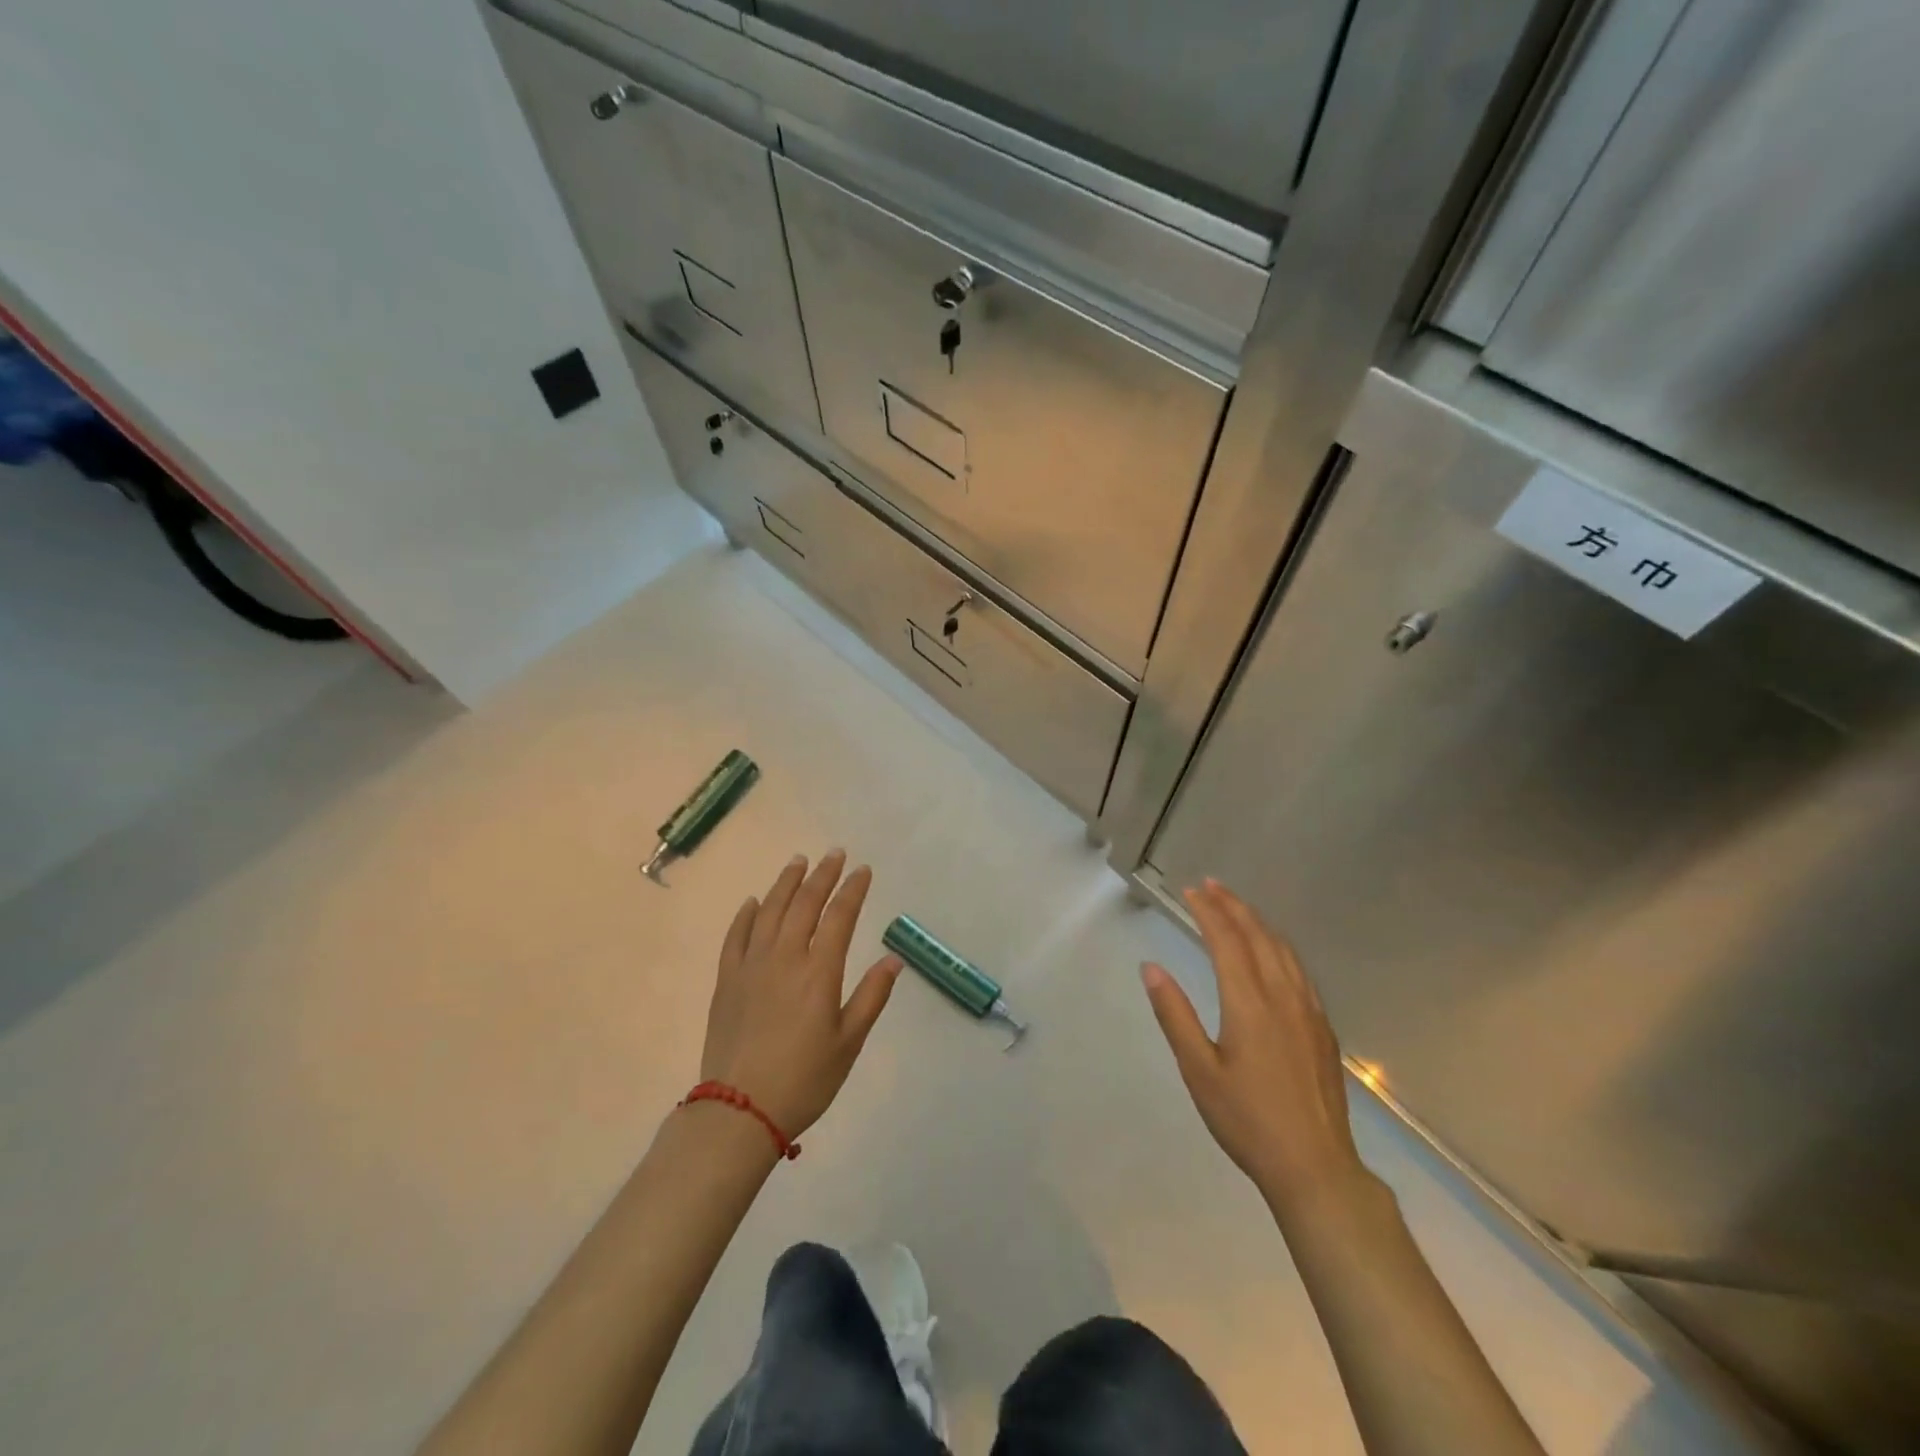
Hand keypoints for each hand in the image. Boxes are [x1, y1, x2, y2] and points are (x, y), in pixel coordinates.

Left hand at [699, 850, 901, 1137]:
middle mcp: (785, 957)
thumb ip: (871, 996)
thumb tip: (893, 959)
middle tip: (834, 854)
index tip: (863, 870)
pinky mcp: (726, 980)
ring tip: (798, 861)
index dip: (853, 889)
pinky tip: (754, 902)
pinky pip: (735, 936)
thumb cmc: (804, 1080)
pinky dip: (747, 914)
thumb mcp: (849, 1043)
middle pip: (805, 903)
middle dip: (823, 875)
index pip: (840, 916)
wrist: (739, 1110)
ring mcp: (751, 966)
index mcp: (819, 972)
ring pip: (770, 910)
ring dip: (786, 882)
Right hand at [1142, 880, 1366, 1215]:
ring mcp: (1309, 1011)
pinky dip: (1280, 946)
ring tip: (1238, 907)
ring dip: (1258, 922)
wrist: (1315, 1166)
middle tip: (1211, 885)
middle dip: (1233, 906)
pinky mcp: (1323, 1028)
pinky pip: (1300, 970)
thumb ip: (1175, 1015)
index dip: (1208, 911)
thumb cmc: (1247, 1120)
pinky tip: (1274, 952)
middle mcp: (1283, 996)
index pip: (1227, 940)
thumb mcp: (1198, 1070)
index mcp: (1249, 1003)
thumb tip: (1151, 968)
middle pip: (1258, 936)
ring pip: (1283, 950)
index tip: (1190, 890)